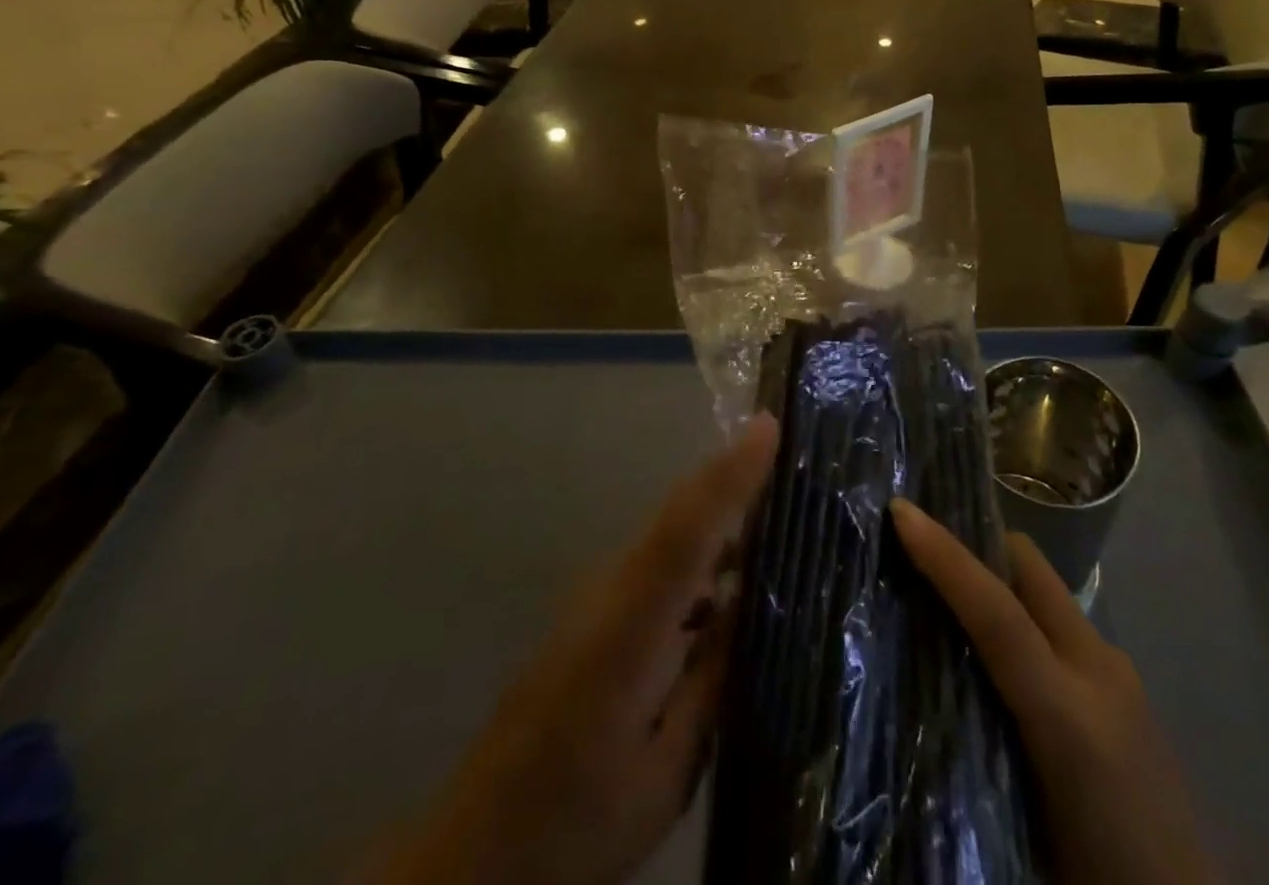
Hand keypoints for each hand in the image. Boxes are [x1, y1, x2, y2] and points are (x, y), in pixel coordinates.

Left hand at [380, 414, 779, 884]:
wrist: (474, 853)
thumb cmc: (577, 821)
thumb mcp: (664, 773)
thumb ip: (709, 681)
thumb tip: (744, 606)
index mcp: (628, 632)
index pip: (686, 531)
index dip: (730, 475)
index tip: (768, 426)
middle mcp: (607, 593)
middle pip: (678, 515)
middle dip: (733, 479)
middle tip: (794, 465)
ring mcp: (592, 598)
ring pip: (667, 536)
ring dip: (718, 521)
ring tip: (778, 524)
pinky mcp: (588, 612)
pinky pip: (655, 564)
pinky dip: (696, 558)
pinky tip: (728, 590)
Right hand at [890, 498, 1210, 884]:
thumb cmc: (1095, 875)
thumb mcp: (1016, 828)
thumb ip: (969, 743)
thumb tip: (914, 682)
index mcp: (1068, 717)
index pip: (998, 614)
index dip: (946, 557)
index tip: (902, 511)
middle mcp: (1099, 672)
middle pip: (1030, 568)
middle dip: (975, 543)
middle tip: (921, 548)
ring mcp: (1119, 670)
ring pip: (1044, 589)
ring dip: (998, 578)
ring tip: (950, 598)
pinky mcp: (1126, 681)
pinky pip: (1060, 622)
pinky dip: (1024, 613)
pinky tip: (1000, 653)